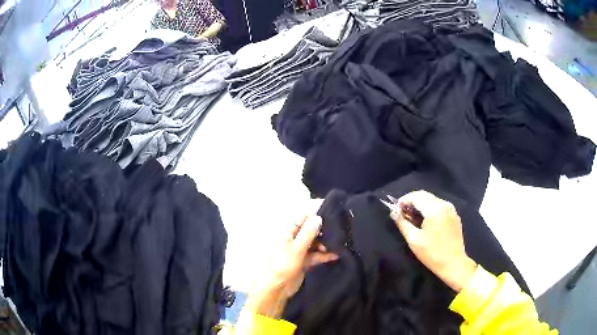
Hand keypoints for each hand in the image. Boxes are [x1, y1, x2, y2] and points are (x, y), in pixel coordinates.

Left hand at [244, 215, 338, 317]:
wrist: (278, 287)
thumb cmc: (284, 264)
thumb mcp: (297, 248)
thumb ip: (308, 233)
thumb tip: (318, 217)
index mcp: (287, 232)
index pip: (302, 219)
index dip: (315, 219)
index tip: (330, 220)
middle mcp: (293, 239)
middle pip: (309, 230)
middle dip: (322, 232)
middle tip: (336, 235)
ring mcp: (298, 250)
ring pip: (314, 243)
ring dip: (324, 244)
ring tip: (336, 247)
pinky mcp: (303, 261)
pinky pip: (315, 254)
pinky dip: (323, 255)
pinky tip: (335, 256)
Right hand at [392, 191, 476, 292]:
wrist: (453, 264)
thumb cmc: (432, 253)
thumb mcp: (414, 240)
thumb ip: (402, 224)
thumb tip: (393, 213)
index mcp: (434, 209)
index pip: (416, 197)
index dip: (404, 200)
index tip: (396, 209)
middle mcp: (444, 204)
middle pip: (425, 195)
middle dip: (412, 200)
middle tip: (402, 211)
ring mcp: (451, 209)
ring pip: (432, 199)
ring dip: (421, 203)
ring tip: (412, 216)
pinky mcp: (454, 215)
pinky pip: (440, 205)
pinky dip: (430, 208)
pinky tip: (425, 219)